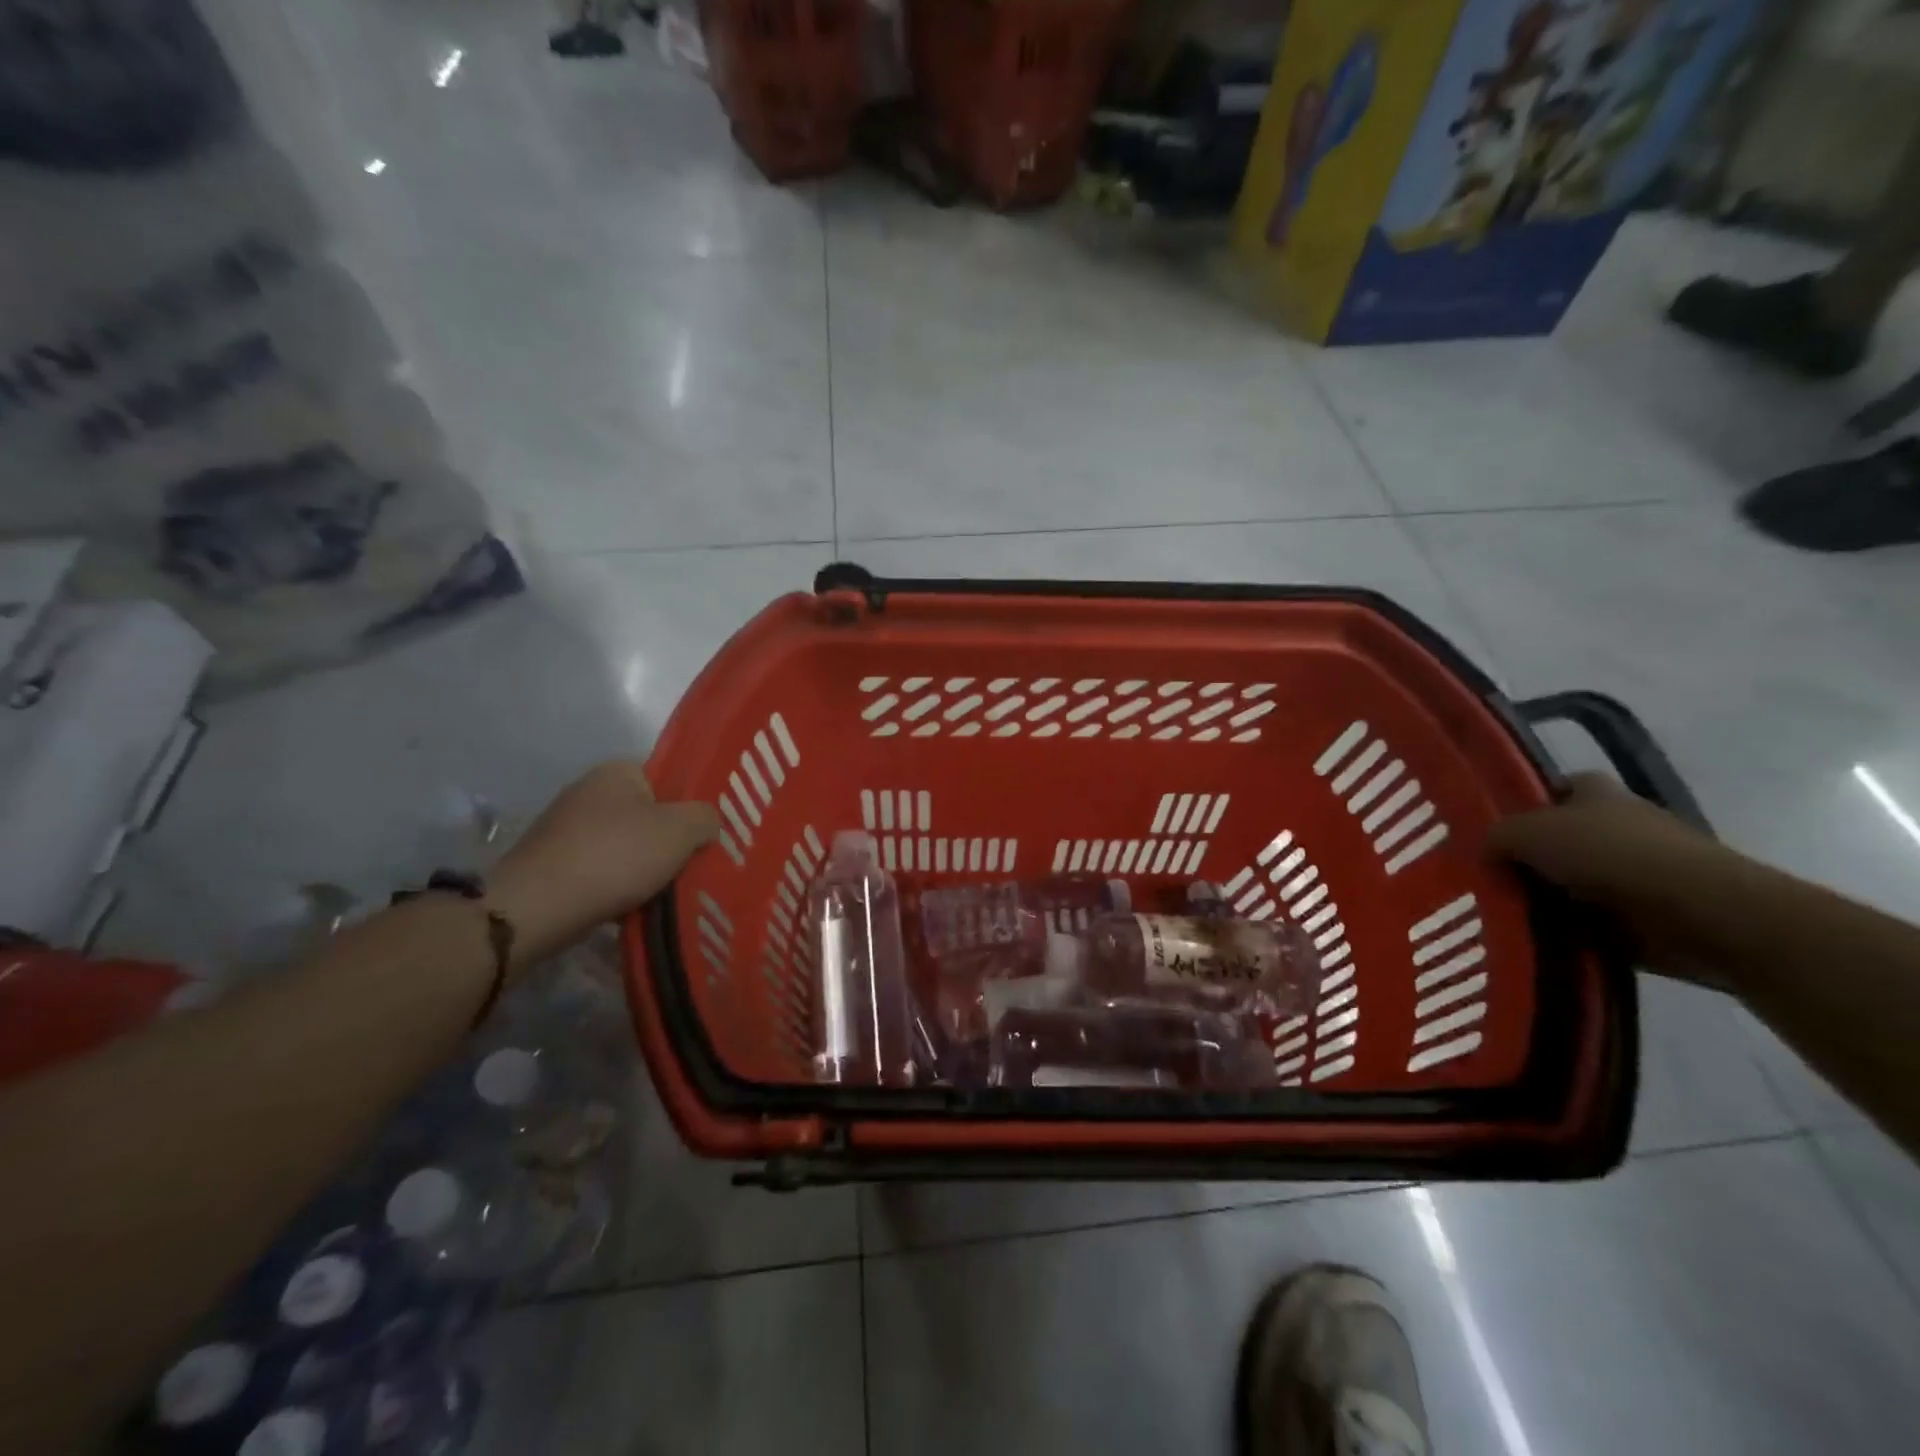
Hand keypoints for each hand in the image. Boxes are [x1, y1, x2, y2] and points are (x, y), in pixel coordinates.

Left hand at [491, 762, 718, 967]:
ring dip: (643, 868)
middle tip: (692, 867)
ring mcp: (564, 828)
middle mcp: (587, 791)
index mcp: (617, 771)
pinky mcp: (550, 863)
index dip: (689, 807)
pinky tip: (630, 907)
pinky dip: (616, 887)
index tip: (705, 837)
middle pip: (647, 815)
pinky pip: (599, 871)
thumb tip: (706, 823)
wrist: (535, 908)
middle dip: (668, 842)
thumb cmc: (615, 857)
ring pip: (624, 846)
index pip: (667, 780)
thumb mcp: (681, 831)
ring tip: (665, 893)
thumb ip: (706, 818)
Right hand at [1488, 773, 1730, 987]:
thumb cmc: (1612, 855)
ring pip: (1572, 883)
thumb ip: (1496, 836)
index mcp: (1594, 791)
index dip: (1517, 807)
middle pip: (1557, 840)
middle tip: (1483, 879)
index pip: (1547, 790)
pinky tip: (1537, 939)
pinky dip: (1570, 931)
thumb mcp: (1528, 832)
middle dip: (1526, 859)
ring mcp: (1638, 870)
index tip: (1487, 834)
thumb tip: (1485, 854)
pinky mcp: (1650, 914)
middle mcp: (1618, 823)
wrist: (1703, 913)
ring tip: (1501, 914)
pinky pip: (1593, 922)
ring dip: (1546, 900)